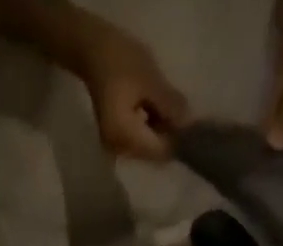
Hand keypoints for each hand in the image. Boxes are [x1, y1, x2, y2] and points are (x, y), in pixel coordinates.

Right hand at [75, 27, 189, 160]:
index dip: (176, 141)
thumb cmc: (120, 62)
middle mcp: (119, 151)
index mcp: (125, 138)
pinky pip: (138, 142)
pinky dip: (149, 130)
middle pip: (152, 154)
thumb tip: (189, 124)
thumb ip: (170, 105)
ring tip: (163, 107)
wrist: (93, 54)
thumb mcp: (150, 80)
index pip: (159, 152)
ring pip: (146, 149)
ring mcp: (115, 148)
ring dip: (159, 132)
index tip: (190, 126)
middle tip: (177, 112)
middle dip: (167, 137)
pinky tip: (152, 111)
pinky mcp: (115, 141)